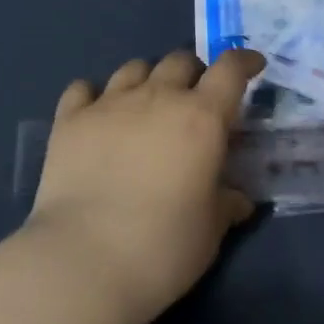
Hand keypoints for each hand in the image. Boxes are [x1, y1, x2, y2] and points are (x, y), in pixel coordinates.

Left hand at [24, 48, 262, 323]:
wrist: (83, 263)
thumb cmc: (162, 248)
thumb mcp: (210, 231)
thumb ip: (226, 204)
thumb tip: (238, 199)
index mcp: (201, 117)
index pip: (230, 69)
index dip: (244, 61)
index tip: (252, 66)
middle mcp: (158, 97)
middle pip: (181, 61)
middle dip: (193, 74)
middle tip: (193, 102)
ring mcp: (110, 103)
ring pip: (135, 68)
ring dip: (148, 80)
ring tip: (145, 105)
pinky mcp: (71, 120)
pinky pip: (83, 89)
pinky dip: (94, 96)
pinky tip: (96, 115)